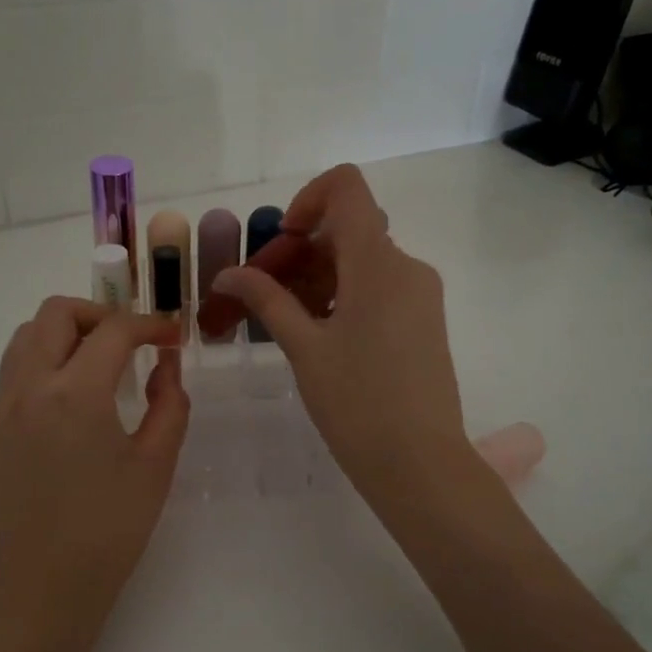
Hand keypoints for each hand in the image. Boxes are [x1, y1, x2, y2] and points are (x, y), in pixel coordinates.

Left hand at [0, 298, 189, 609]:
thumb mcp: (156, 464)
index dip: (150, 324)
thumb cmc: (111, 527)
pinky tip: (68, 407)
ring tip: (96, 365)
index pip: (114, 330)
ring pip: (25, 338)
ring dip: (64, 335)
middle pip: (56, 313)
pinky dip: (43, 368)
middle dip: (99, 314)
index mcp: (76, 393)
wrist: (45, 585)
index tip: (172, 337)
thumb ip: (169, 403)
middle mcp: (28, 388)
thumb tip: (165, 365)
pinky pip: (12, 377)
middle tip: (129, 342)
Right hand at [212, 165, 471, 509]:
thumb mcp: (304, 348)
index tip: (282, 244)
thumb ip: (267, 300)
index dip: (307, 200)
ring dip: (321, 276)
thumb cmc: (357, 403)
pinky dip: (346, 295)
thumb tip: (227, 274)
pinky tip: (321, 336)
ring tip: (288, 322)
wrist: (420, 463)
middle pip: (350, 228)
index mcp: (378, 263)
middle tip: (266, 294)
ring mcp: (421, 294)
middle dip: (302, 251)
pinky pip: (381, 287)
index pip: (346, 188)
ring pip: (364, 261)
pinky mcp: (425, 320)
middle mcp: (407, 266)